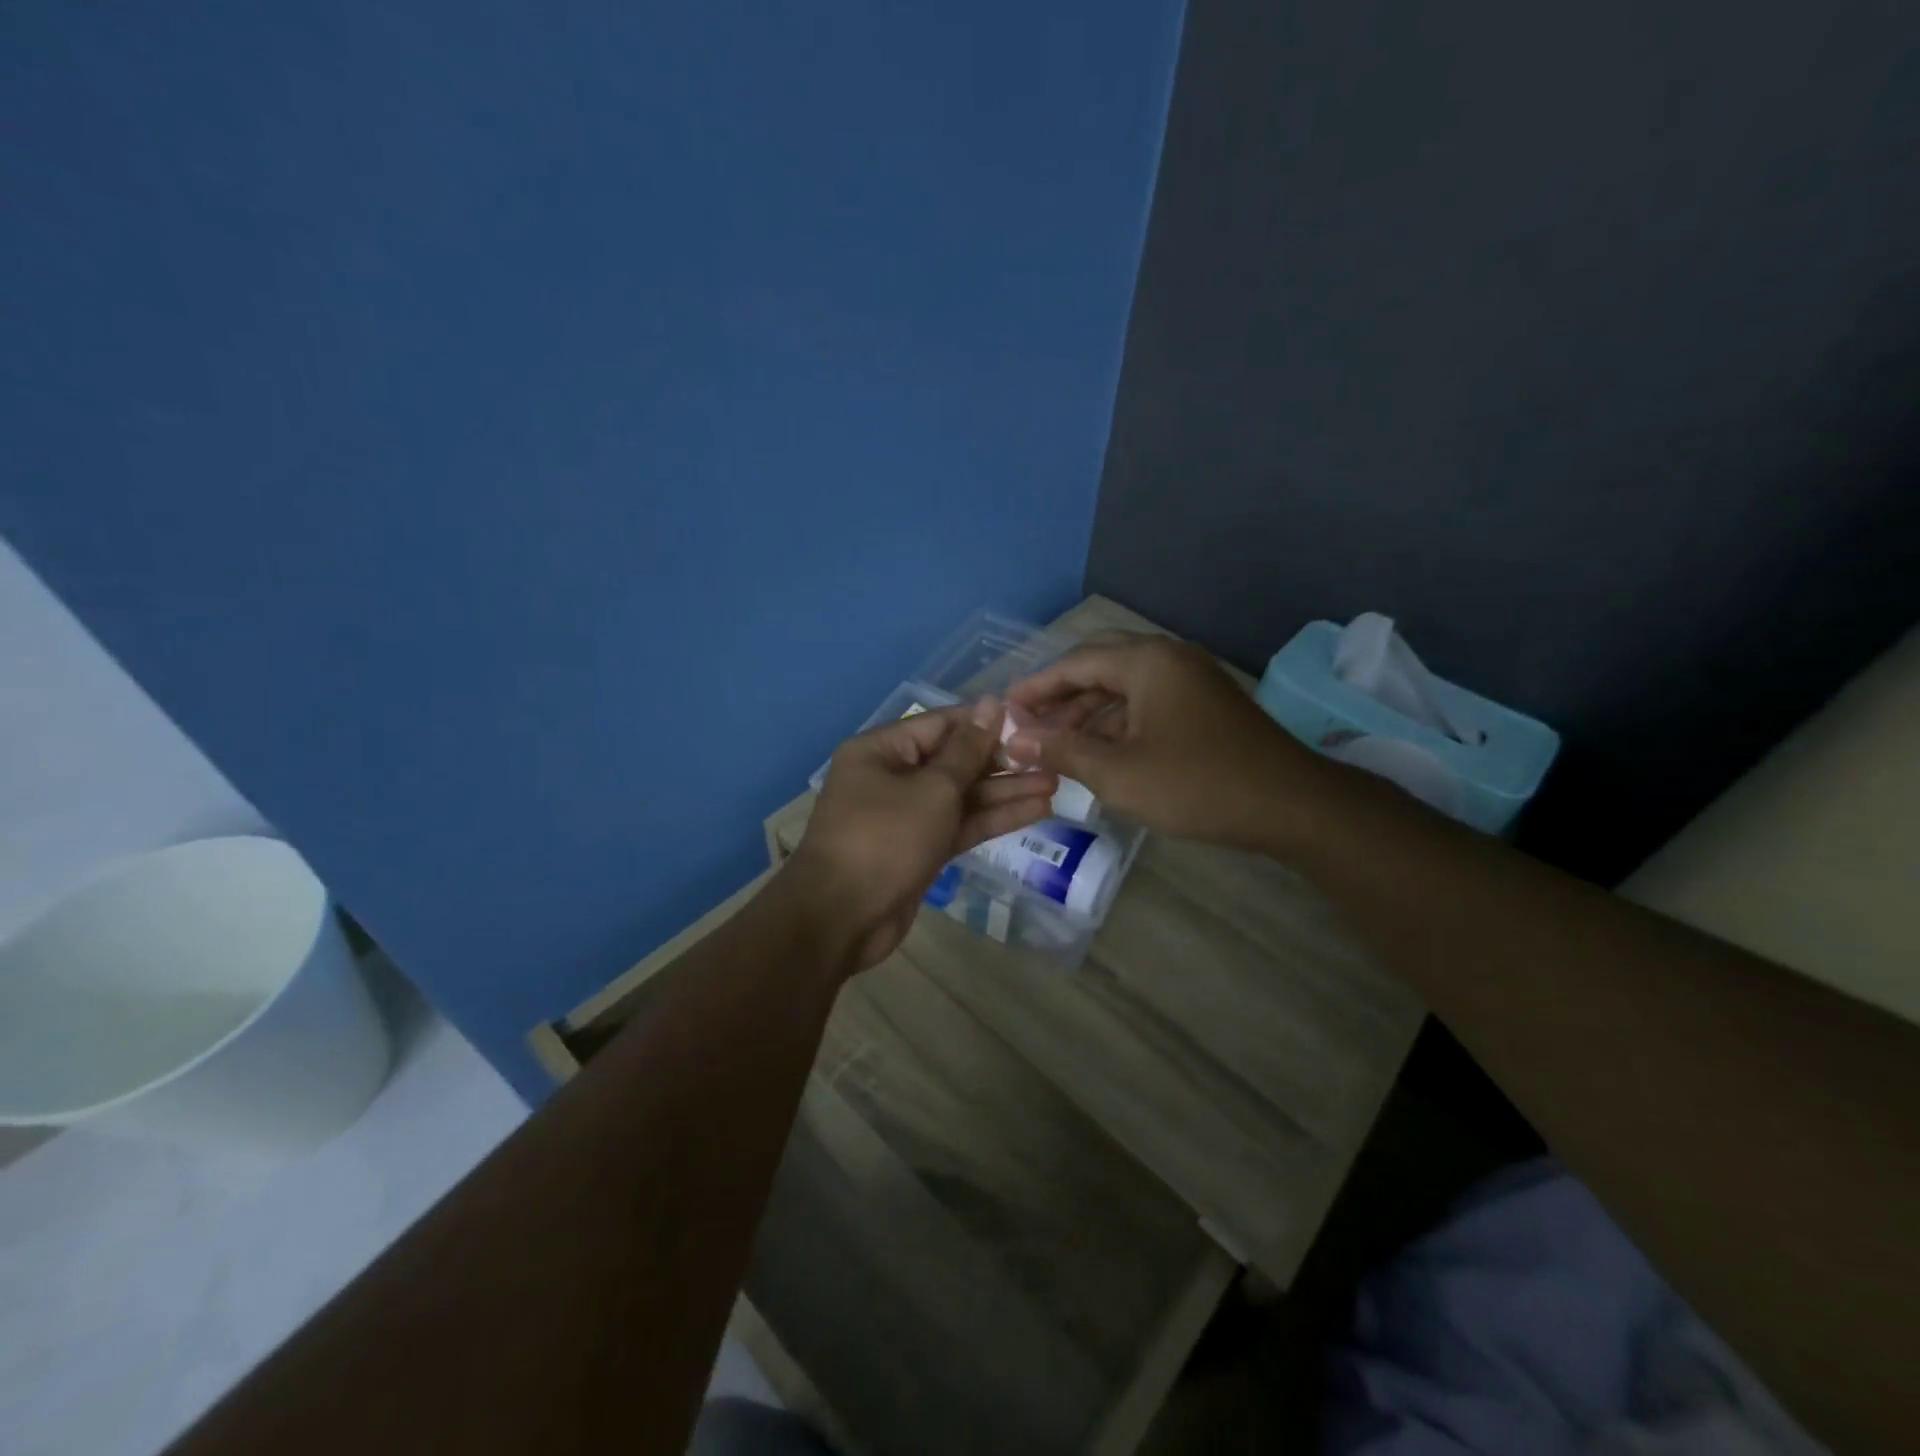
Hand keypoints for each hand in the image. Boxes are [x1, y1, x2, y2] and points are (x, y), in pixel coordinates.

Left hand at [786, 698, 1057, 972]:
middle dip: (1001, 762)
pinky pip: (959, 824)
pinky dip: (991, 819)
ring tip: (1054, 784)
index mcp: (882, 749)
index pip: (942, 724)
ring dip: (1004, 792)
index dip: (986, 722)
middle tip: (1050, 759)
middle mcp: (891, 776)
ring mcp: (906, 815)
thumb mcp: (932, 789)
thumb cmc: (885, 838)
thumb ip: (968, 750)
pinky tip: (1035, 811)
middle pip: (954, 761)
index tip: (1031, 722)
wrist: (842, 918)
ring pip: (961, 796)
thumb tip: (992, 705)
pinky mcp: (919, 848)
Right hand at [1004, 635, 1326, 848]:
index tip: (1003, 710)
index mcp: (1147, 661)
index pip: (1075, 662)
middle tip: (1028, 722)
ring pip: (1124, 683)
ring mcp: (1191, 678)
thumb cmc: (1197, 786)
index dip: (1035, 687)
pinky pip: (1147, 699)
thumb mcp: (1118, 774)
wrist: (1290, 805)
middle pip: (1099, 664)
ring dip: (1088, 709)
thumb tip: (1014, 737)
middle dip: (1060, 694)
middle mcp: (1168, 656)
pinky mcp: (1204, 702)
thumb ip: (1062, 750)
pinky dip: (1117, 719)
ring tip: (1056, 742)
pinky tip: (1099, 749)